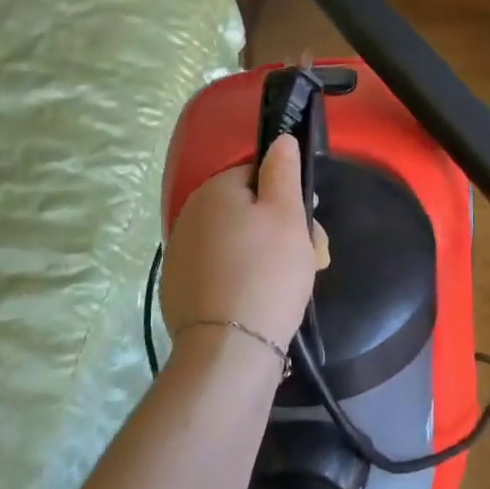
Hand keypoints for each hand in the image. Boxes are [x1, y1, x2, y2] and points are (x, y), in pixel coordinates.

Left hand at [160, 135, 321, 349]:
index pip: (257, 175)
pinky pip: (220, 270)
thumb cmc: (268, 273)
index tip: (309, 226)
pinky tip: (260, 300)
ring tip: (292, 285)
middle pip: (247, 210)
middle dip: (281, 229)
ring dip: (265, 254)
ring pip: (235, 241)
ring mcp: (180, 254)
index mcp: (214, 190)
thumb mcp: (287, 215)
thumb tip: (280, 139)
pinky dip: (241, 278)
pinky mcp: (178, 288)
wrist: (229, 348)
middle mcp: (189, 214)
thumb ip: (283, 170)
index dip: (288, 197)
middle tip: (311, 259)